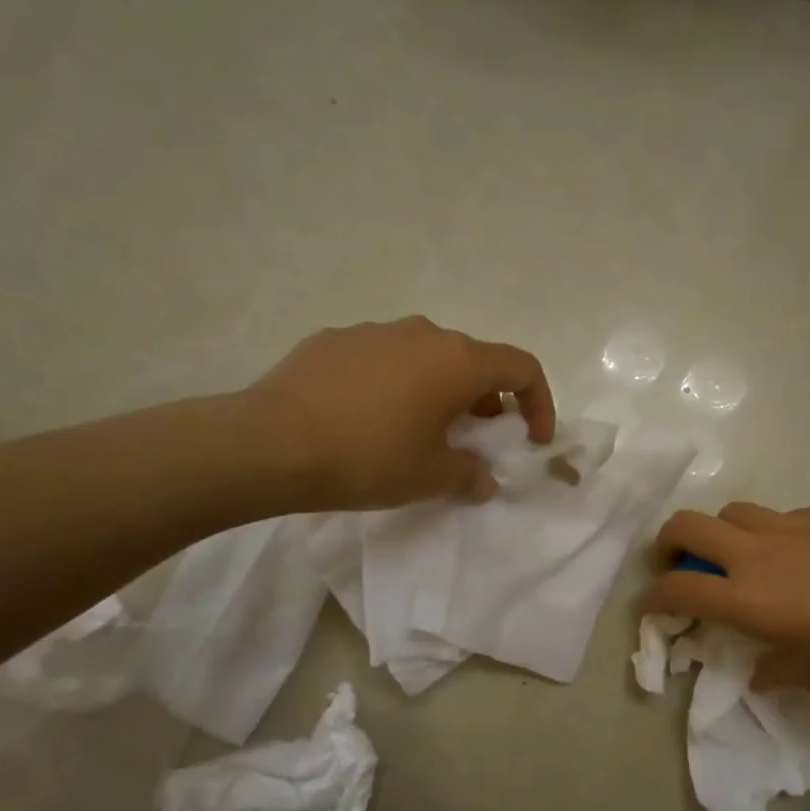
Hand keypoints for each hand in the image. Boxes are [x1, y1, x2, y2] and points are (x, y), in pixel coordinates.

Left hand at [243, 317, 555, 512]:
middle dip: (485, 401)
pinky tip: (368, 419)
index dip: (539, 403)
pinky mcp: (333, 340)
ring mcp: (374, 331)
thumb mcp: (430, 477)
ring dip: (438, 390)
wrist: (270, 444)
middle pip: (472, 361)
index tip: (533, 440)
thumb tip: (483, 479)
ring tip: (420, 430)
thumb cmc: (368, 458)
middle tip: (474, 440)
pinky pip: (382, 360)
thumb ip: (470, 475)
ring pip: (425, 357)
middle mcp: (422, 333)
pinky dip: (394, 385)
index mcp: (456, 360)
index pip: (521, 367)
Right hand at [642, 504, 809, 699]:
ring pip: (735, 512)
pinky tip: (804, 555)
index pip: (679, 589)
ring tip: (742, 557)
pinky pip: (785, 515)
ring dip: (723, 533)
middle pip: (689, 525)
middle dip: (668, 542)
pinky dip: (775, 532)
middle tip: (677, 562)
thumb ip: (776, 670)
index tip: (650, 606)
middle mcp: (760, 554)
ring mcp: (796, 526)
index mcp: (750, 599)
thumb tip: (758, 671)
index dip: (653, 597)